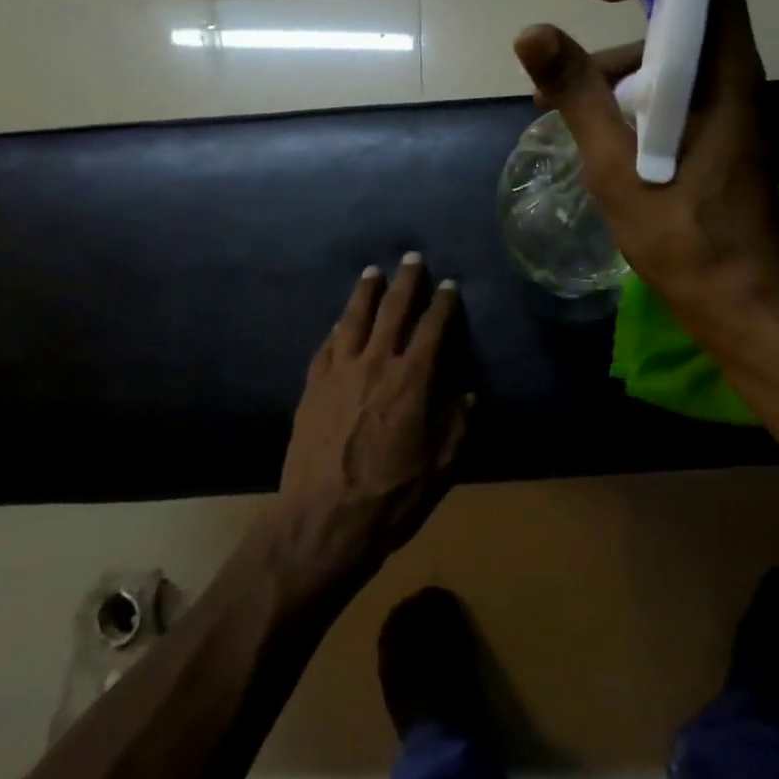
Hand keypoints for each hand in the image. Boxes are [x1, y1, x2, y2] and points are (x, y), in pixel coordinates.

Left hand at [274, 256, 472, 578]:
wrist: (323, 521)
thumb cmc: (391, 496)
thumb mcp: (442, 466)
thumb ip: (458, 423)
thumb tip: (466, 391)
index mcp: (412, 380)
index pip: (432, 329)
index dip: (443, 304)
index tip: (449, 285)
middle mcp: (375, 364)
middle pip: (392, 311)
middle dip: (405, 282)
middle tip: (411, 258)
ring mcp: (338, 373)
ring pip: (353, 319)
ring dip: (366, 292)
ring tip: (373, 272)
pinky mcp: (312, 387)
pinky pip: (327, 345)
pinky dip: (338, 327)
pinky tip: (341, 320)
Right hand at [513, 0, 778, 341]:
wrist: (740, 301)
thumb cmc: (683, 235)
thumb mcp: (616, 164)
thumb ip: (577, 93)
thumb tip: (531, 31)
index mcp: (723, 72)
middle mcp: (734, 78)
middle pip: (682, 15)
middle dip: (616, 32)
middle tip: (565, 73)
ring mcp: (728, 109)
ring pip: (672, 59)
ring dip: (615, 74)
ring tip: (560, 114)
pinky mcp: (719, 137)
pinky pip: (674, 95)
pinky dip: (632, 102)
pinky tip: (596, 138)